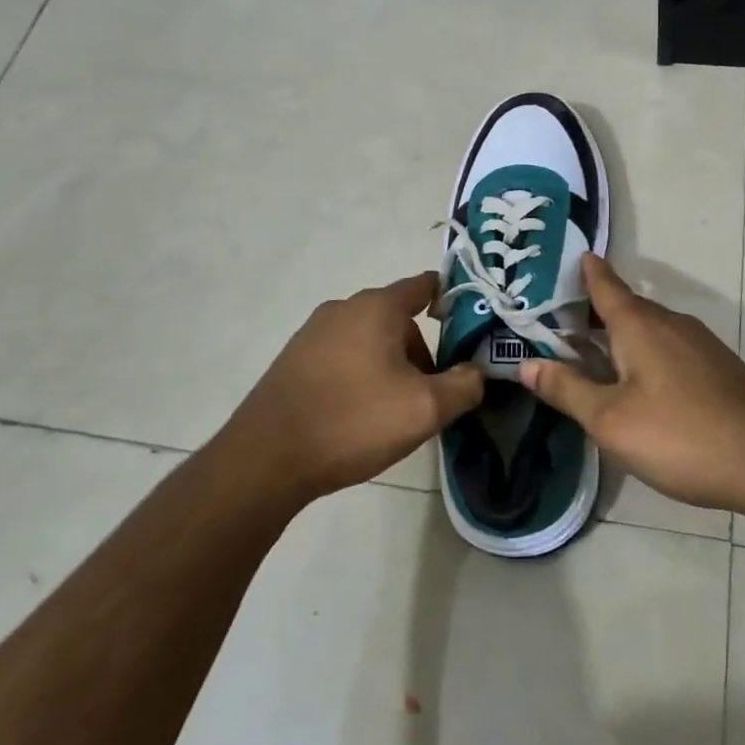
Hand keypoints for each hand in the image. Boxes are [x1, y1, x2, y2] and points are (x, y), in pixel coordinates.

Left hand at [225, 272, 483, 504]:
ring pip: (368, 339)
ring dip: (389, 366)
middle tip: (429, 393)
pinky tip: (357, 414)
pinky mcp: (293, 359)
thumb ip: (464, 385)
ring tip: (392, 411)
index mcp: (377, 307)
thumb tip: (477, 372)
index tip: (470, 329)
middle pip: (397, 318)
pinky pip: (342, 355)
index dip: (452, 301)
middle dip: (420, 351)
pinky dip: (359, 374)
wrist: (266, 458)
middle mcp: (343, 308)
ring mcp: (312, 332)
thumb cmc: (354, 421)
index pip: (424, 285)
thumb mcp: (425, 409)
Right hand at [517, 255, 744, 519]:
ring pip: (649, 329)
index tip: (571, 257)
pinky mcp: (718, 367)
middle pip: (625, 307)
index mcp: (640, 325)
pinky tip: (637, 383)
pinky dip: (644, 353)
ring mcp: (700, 344)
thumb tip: (526, 364)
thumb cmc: (681, 436)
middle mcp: (671, 323)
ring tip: (591, 353)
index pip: (605, 285)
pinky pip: (669, 347)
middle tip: (558, 320)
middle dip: (594, 310)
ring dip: (619, 335)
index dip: (586, 272)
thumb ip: (568, 389)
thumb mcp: (611, 420)